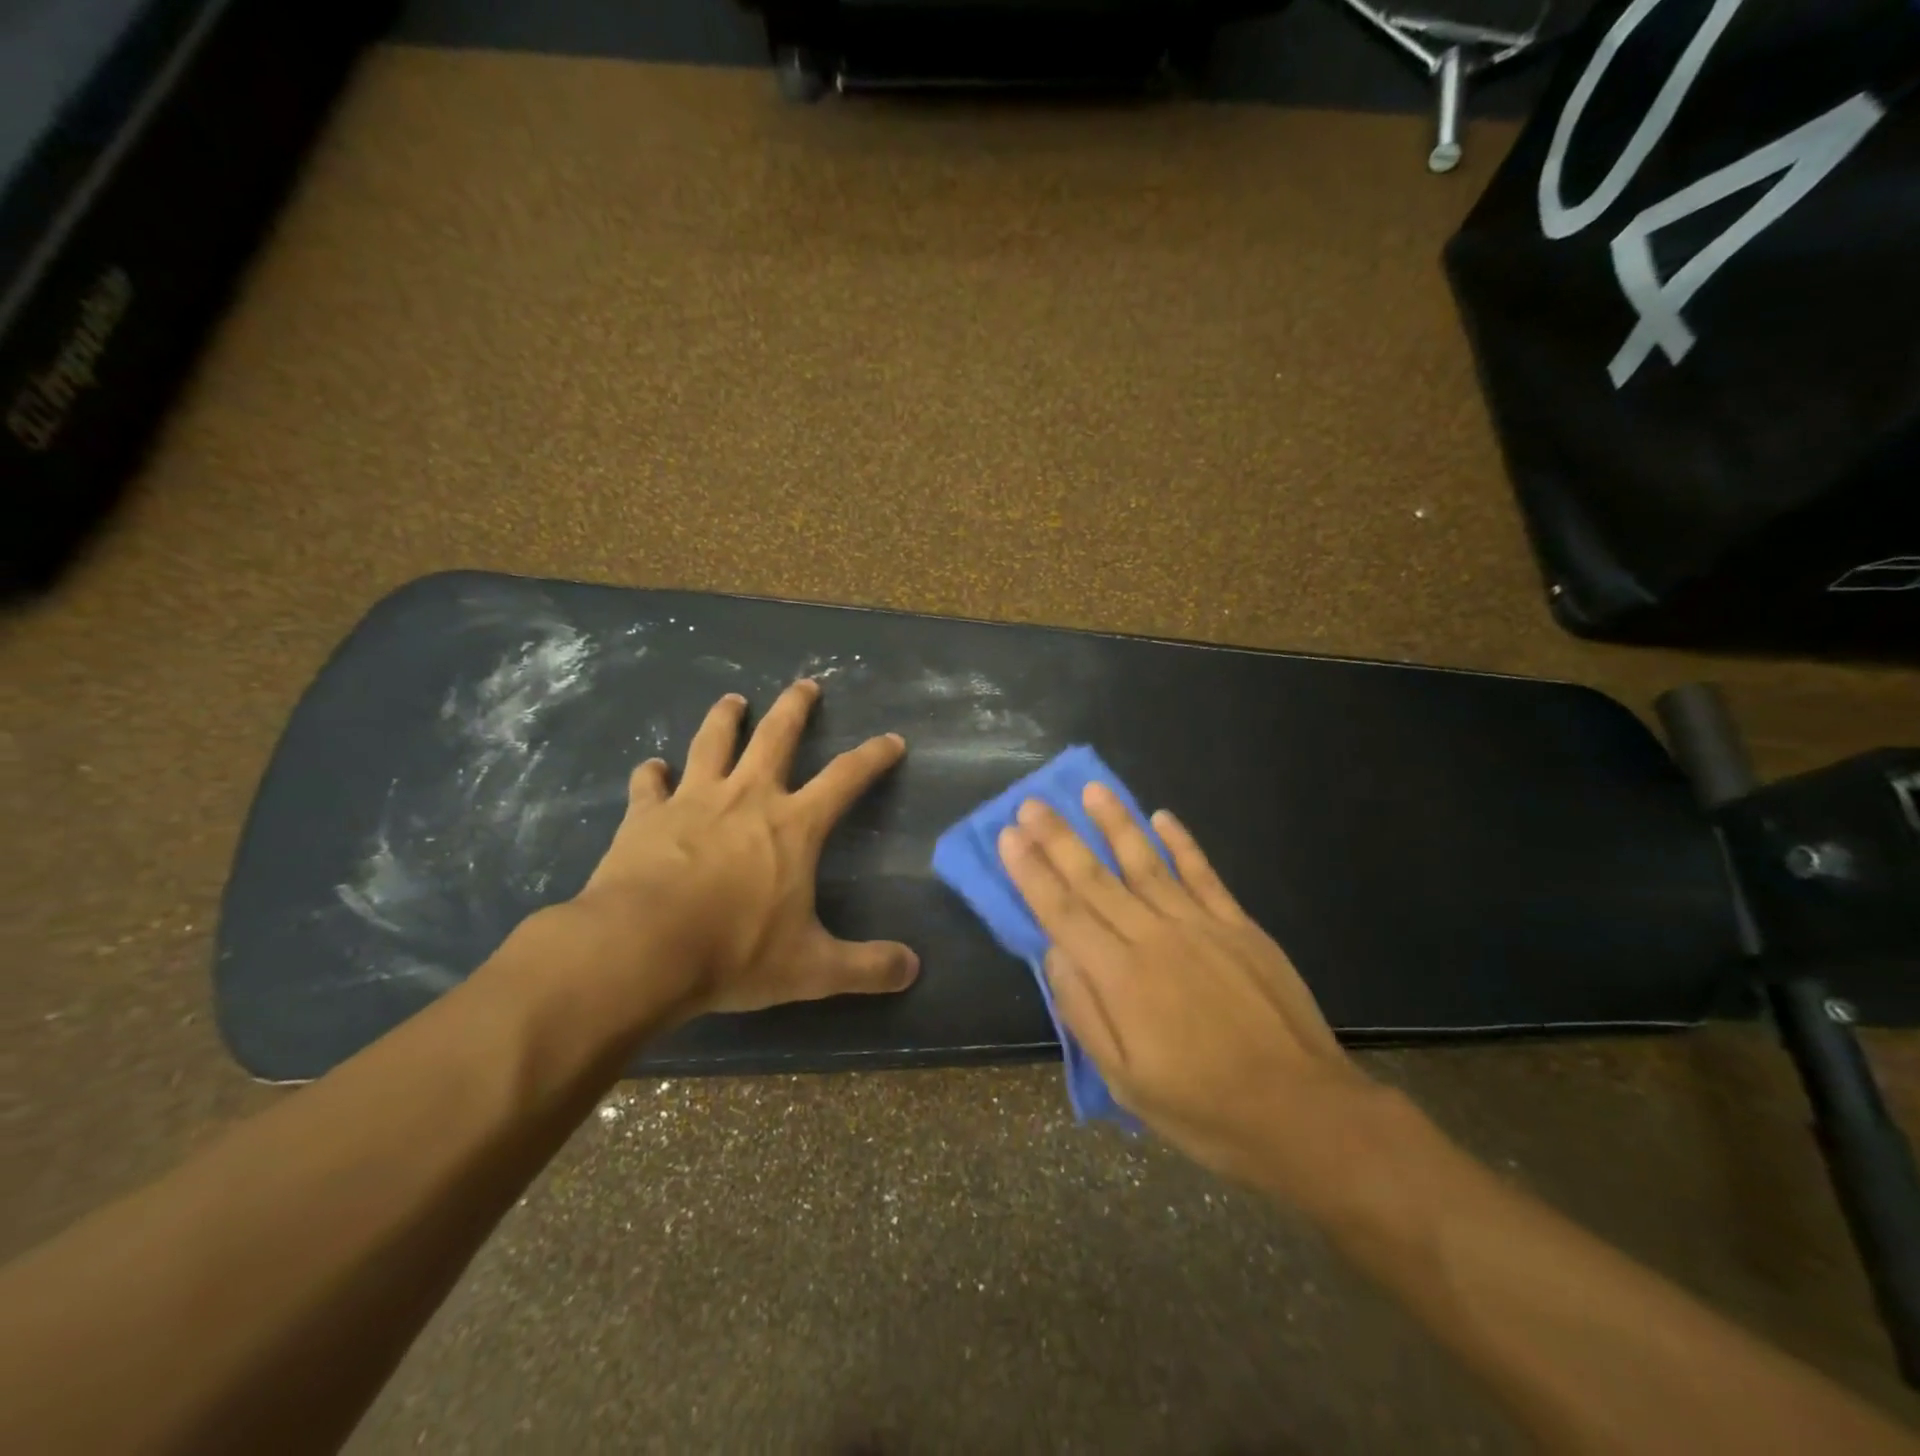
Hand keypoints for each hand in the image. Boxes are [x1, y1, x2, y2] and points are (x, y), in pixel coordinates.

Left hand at [563, 679, 919, 1023]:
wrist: (640, 950)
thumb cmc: (734, 952)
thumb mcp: (812, 969)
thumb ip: (866, 967)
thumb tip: (914, 970)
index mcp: (793, 826)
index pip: (846, 778)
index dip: (873, 756)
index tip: (891, 739)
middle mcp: (747, 798)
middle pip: (776, 736)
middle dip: (795, 707)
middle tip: (805, 684)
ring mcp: (692, 801)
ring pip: (712, 742)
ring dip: (724, 718)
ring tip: (733, 700)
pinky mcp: (645, 816)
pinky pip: (648, 785)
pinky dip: (651, 774)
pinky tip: (651, 768)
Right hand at [998, 784, 1378, 1198]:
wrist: (1303, 1112)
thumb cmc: (1204, 1108)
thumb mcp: (1126, 1082)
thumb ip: (1084, 1012)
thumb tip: (1054, 953)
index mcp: (1121, 978)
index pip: (1063, 912)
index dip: (1032, 872)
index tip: (1009, 836)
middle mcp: (1154, 938)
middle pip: (1096, 878)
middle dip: (1059, 838)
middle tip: (1032, 803)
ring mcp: (1200, 925)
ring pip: (1146, 862)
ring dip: (1115, 823)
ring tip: (1091, 790)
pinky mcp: (1239, 926)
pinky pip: (1203, 873)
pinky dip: (1181, 842)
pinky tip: (1162, 816)